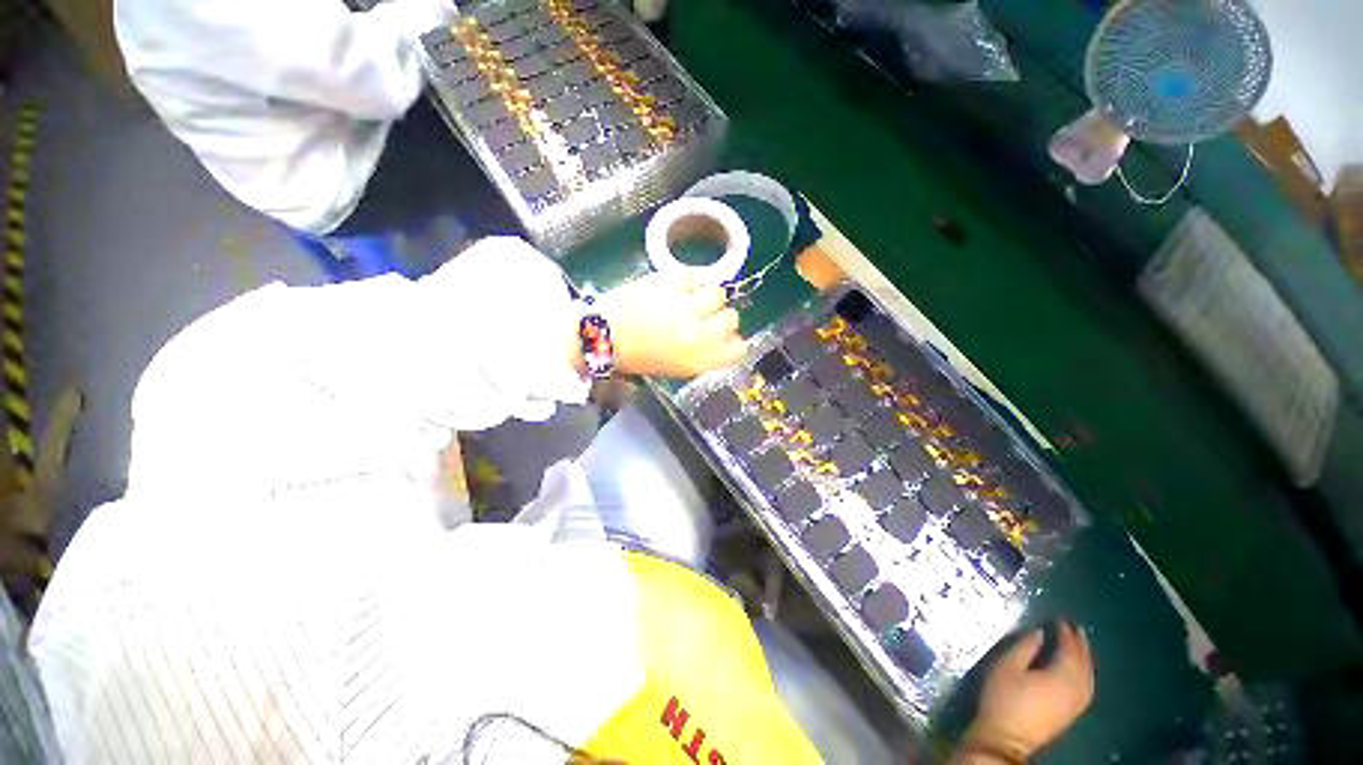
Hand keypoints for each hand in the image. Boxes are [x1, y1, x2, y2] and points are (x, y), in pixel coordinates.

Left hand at [591, 272, 746, 377]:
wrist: (601, 336)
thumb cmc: (636, 357)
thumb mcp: (675, 368)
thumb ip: (702, 356)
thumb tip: (719, 340)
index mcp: (698, 360)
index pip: (738, 348)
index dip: (733, 341)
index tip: (723, 337)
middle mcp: (698, 334)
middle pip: (731, 319)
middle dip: (721, 317)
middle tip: (703, 316)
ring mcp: (684, 306)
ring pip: (717, 294)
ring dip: (706, 297)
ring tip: (690, 298)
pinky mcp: (669, 283)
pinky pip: (694, 276)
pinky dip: (688, 281)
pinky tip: (677, 287)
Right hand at [961, 621, 1094, 761]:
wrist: (1006, 737)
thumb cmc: (1003, 698)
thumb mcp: (1007, 667)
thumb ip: (1025, 647)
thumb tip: (1040, 633)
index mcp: (1061, 677)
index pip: (1069, 650)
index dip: (1065, 633)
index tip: (1059, 619)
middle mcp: (1076, 689)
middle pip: (1084, 663)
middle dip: (1081, 644)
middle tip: (1075, 626)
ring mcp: (1077, 703)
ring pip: (1089, 676)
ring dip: (1086, 658)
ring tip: (1080, 644)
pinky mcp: (1072, 712)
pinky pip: (1087, 686)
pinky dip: (1086, 672)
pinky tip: (1080, 669)